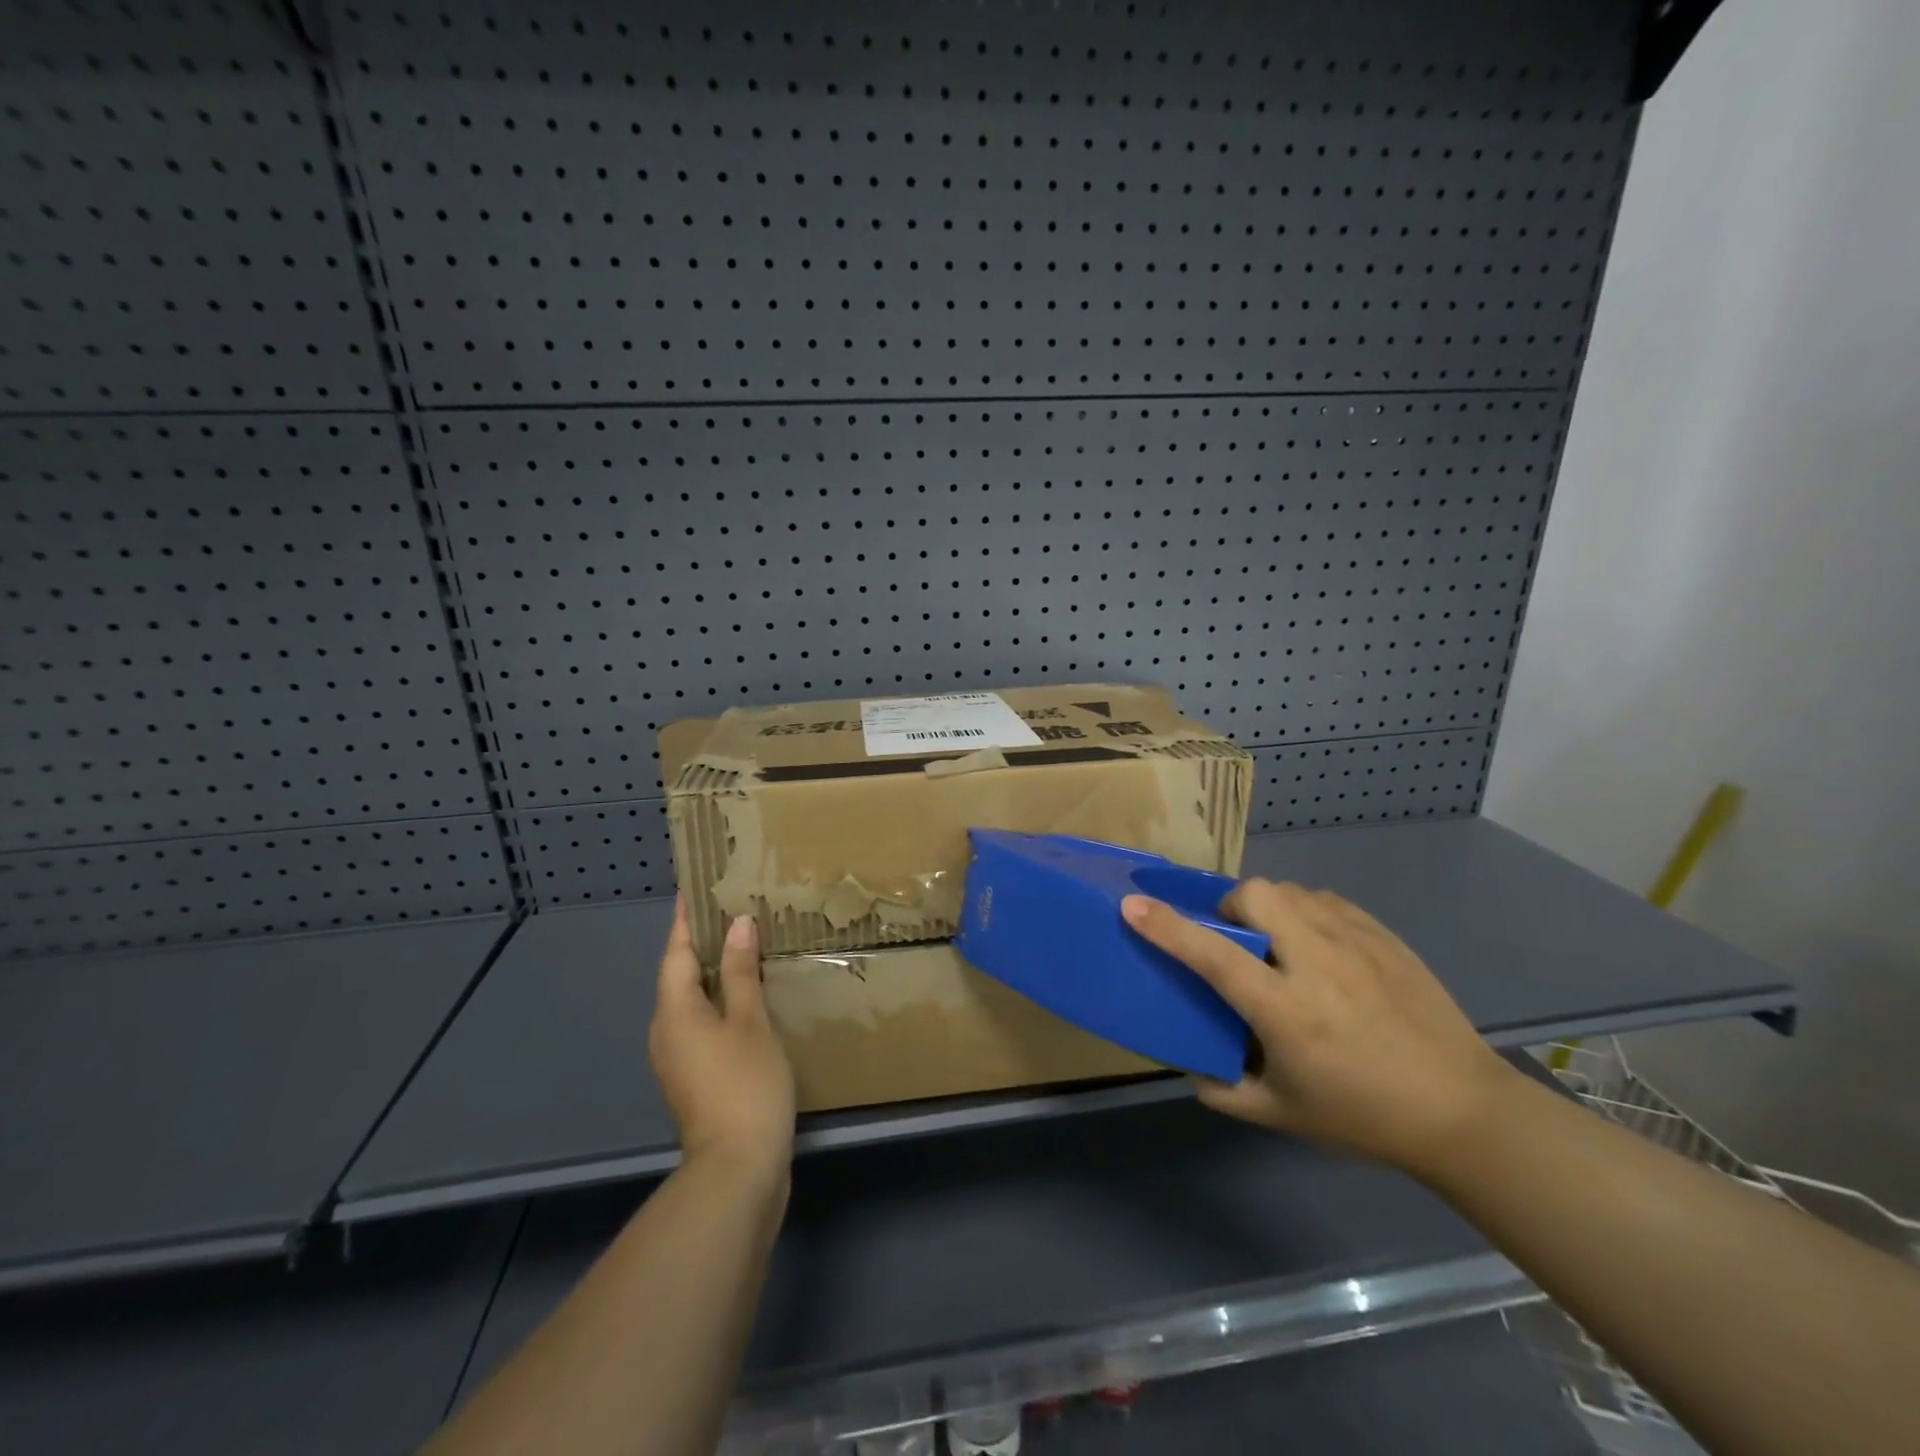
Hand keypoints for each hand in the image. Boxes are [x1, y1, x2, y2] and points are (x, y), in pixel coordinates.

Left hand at [649, 899, 795, 1179]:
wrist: (737, 1169)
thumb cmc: (744, 1085)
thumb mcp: (750, 1022)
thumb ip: (741, 972)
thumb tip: (737, 925)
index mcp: (674, 1012)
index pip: (675, 952)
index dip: (685, 920)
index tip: (692, 889)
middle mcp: (666, 1031)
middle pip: (679, 976)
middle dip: (699, 943)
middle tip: (729, 910)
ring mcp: (678, 1059)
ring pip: (691, 1001)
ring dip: (712, 972)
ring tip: (743, 945)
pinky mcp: (695, 1077)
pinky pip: (702, 1023)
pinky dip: (720, 1000)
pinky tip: (748, 996)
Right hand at [1120, 880, 1515, 1179]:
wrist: (1464, 1112)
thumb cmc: (1364, 1117)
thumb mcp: (1282, 1116)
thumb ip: (1224, 1090)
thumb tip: (1190, 1065)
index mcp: (1286, 1011)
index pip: (1213, 956)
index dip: (1166, 927)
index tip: (1132, 906)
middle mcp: (1317, 964)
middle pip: (1257, 896)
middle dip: (1232, 907)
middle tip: (1237, 941)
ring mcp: (1357, 944)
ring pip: (1292, 891)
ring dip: (1270, 908)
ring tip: (1278, 942)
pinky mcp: (1385, 937)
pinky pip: (1328, 901)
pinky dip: (1307, 912)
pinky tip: (1318, 946)